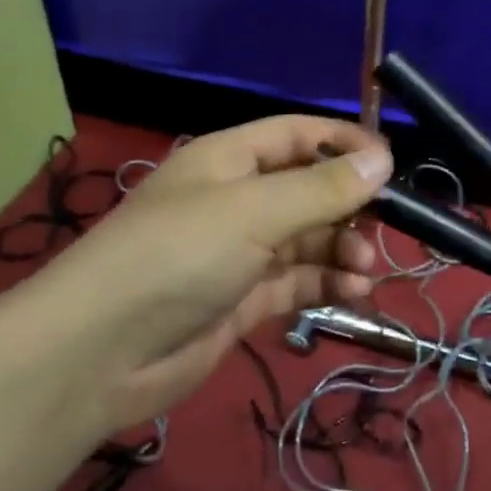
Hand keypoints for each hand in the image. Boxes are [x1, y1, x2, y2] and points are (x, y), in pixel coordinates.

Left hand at [30, 116, 392, 428]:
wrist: (99, 355)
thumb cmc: (177, 256)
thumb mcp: (254, 211)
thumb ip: (323, 188)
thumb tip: (383, 158)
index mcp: (230, 160)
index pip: (298, 135)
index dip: (344, 142)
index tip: (391, 163)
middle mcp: (237, 200)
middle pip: (309, 189)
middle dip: (348, 206)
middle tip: (383, 228)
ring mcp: (240, 252)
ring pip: (309, 239)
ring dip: (342, 249)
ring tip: (364, 269)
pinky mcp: (243, 300)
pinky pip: (298, 281)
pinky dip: (327, 283)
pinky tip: (353, 292)